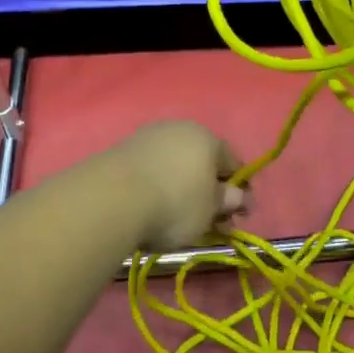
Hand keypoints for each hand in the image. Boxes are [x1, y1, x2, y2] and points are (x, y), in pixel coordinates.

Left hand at [102, 121, 247, 252]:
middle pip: (203, 161)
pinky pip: (153, 168)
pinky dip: (159, 185)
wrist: (114, 197)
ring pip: (176, 164)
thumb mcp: (209, 210)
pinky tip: (153, 206)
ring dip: (183, 187)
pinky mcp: (125, 148)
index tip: (239, 216)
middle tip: (211, 223)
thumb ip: (226, 201)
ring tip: (179, 219)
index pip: (232, 162)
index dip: (239, 190)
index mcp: (207, 138)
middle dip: (210, 191)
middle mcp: (181, 129)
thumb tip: (238, 195)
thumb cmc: (174, 203)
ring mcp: (150, 136)